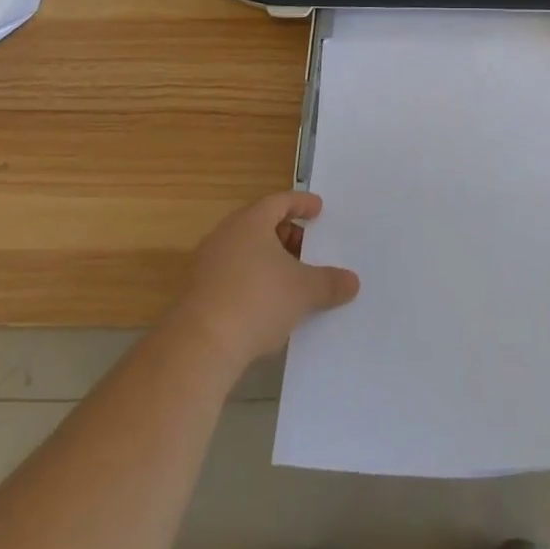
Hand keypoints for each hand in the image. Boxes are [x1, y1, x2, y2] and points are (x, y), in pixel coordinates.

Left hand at [169, 191, 359, 372]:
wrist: (199, 347)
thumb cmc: (256, 301)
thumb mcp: (303, 292)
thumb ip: (329, 283)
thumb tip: (353, 282)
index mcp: (251, 221)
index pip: (279, 201)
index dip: (301, 203)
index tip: (318, 210)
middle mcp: (226, 234)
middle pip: (260, 224)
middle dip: (286, 234)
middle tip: (306, 247)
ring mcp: (207, 264)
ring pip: (244, 251)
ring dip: (268, 260)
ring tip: (290, 278)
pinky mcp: (197, 293)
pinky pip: (232, 275)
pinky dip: (252, 280)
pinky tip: (266, 305)